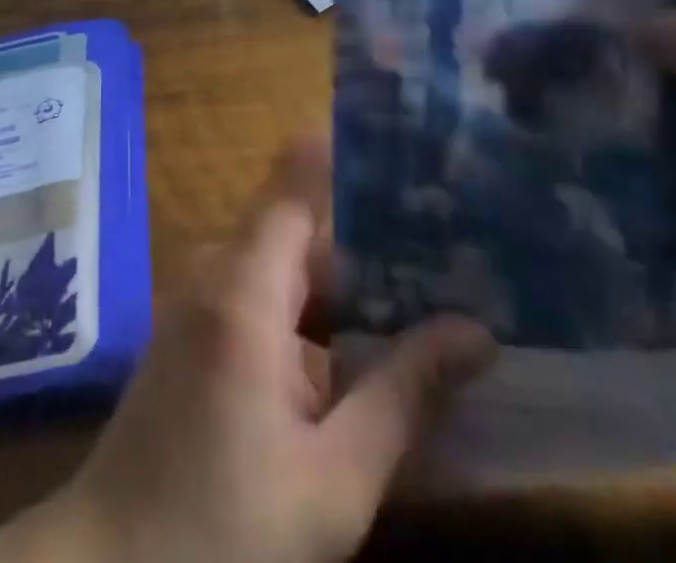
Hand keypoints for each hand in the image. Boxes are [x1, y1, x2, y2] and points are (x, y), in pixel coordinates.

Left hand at [0, 136, 493, 562]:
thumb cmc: (222, 529)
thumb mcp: (332, 479)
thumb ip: (403, 396)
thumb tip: (477, 332)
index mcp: (244, 289)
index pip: (297, 185)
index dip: (347, 158)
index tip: (408, 150)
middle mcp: (217, 273)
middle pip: (303, 228)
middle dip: (373, 237)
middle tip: (454, 242)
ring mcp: (202, 299)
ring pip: (288, 265)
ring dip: (349, 282)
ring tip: (430, 290)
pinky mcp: (198, 329)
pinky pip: (264, 294)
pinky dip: (315, 311)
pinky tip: (366, 346)